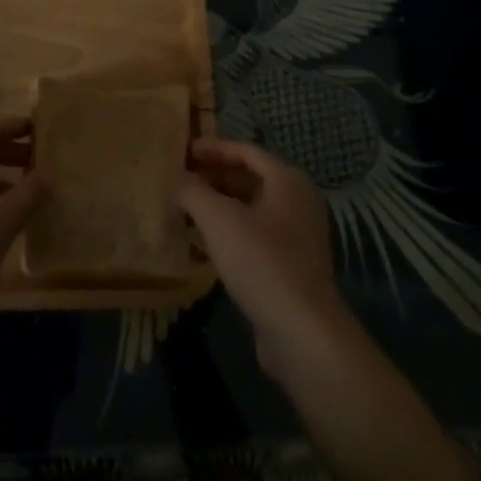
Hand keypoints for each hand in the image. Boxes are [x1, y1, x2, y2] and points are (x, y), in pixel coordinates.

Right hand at [179, 137, 347, 370]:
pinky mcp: (292, 265)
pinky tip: (206, 242)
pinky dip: (231, 230)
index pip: (246, 151)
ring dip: (220, 205)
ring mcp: (298, 235)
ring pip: (252, 208)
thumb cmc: (261, 262)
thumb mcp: (218, 219)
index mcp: (288, 181)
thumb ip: (193, 191)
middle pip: (251, 177)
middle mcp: (298, 201)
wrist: (301, 331)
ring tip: (187, 209)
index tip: (184, 152)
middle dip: (215, 176)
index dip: (213, 148)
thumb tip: (179, 182)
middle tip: (182, 180)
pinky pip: (256, 234)